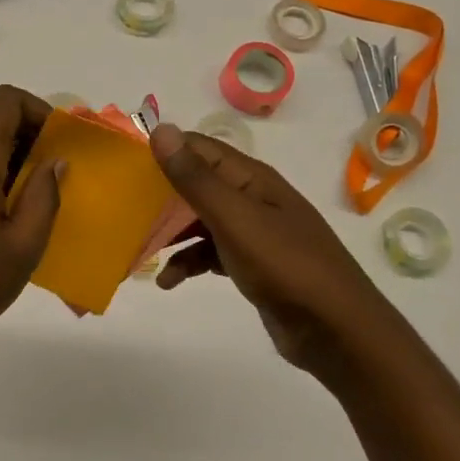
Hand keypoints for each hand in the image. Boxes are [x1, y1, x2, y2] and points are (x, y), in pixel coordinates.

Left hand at [0, 85, 61, 358]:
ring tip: (35, 203)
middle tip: (56, 177)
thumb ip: (44, 196)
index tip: (60, 144)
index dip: (38, 109)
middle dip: (31, 137)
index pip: (4, 100)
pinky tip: (5, 220)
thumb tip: (55, 161)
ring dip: (13, 161)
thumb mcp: (23, 247)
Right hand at [148, 123, 384, 376]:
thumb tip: (161, 129)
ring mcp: (255, 233)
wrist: (336, 330)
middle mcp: (253, 198)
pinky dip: (189, 261)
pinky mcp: (253, 264)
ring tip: (140, 249)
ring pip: (201, 221)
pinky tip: (169, 281)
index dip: (164, 150)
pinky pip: (211, 252)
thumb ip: (196, 178)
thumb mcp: (234, 219)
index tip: (123, 163)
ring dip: (171, 232)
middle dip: (161, 195)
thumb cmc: (285, 266)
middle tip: (124, 209)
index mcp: (252, 179)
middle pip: (198, 184)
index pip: (200, 148)